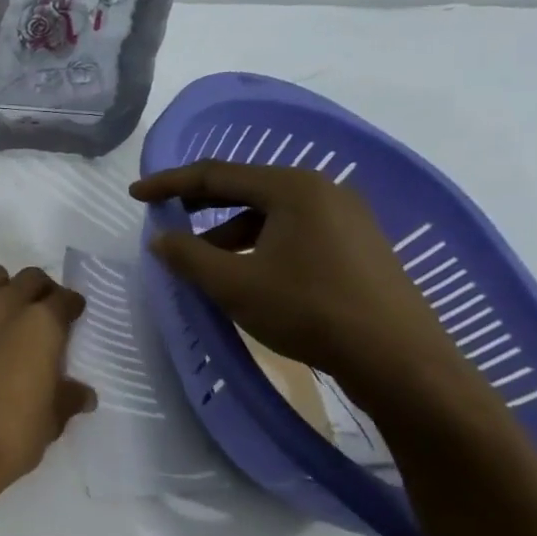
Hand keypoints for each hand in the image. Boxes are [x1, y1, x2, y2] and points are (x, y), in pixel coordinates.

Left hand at [0, 264, 94, 502]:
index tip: (73, 315)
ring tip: (5, 313)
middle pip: (29, 278)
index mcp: (41, 324)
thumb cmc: (10, 434)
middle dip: (40, 290)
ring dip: (2, 288)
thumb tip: (83, 393)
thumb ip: (68, 398)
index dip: (71, 306)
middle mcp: (4, 304)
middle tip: (43, 311)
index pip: (64, 299)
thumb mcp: (51, 420)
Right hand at [131, 161, 470, 400]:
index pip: (215, 174)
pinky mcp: (357, 245)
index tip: (135, 194)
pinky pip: (293, 229)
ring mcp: (346, 217)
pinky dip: (259, 242)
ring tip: (203, 256)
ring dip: (228, 229)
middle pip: (244, 187)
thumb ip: (188, 256)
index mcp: (292, 187)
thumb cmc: (309, 311)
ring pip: (269, 211)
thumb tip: (160, 239)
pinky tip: (247, 270)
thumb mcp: (233, 284)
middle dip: (199, 202)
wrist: (401, 362)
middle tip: (164, 215)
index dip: (169, 183)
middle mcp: (322, 190)